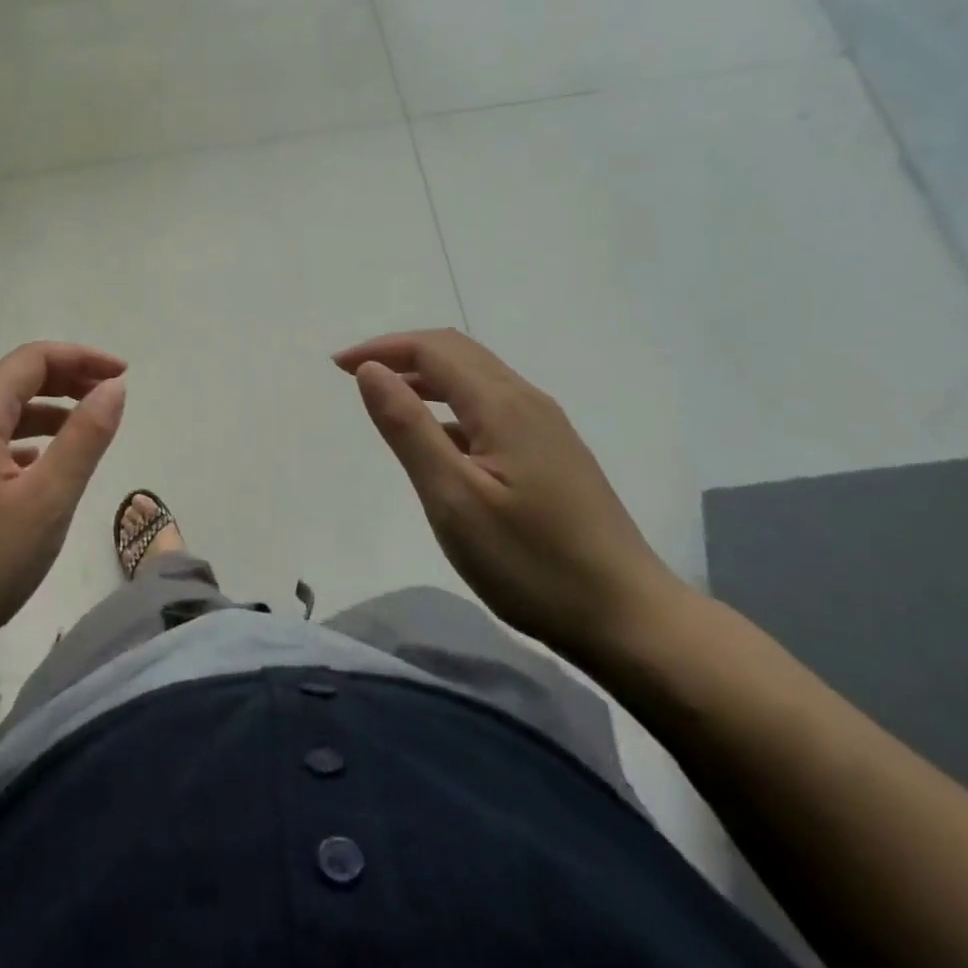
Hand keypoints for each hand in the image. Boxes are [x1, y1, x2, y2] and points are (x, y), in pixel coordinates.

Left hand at [0, 341, 126, 693]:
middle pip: (13, 382)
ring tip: (83, 433)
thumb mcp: (47, 500)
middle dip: (65, 382)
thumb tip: (113, 388)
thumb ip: (85, 437)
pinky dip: (19, 444)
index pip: (33, 359)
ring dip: (43, 414)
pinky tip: (37, 471)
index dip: (82, 358)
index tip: (124, 375)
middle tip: (109, 397)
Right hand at [335, 328, 684, 660]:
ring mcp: (545, 427)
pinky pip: (491, 405)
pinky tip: (438, 438)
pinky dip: (451, 403)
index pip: (433, 349)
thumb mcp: (453, 499)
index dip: (382, 348)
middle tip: (355, 373)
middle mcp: (527, 402)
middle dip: (402, 352)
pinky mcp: (553, 453)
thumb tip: (371, 370)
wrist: (630, 619)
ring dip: (426, 375)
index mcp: (502, 405)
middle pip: (457, 352)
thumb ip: (408, 428)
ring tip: (387, 396)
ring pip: (477, 377)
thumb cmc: (531, 563)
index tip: (337, 367)